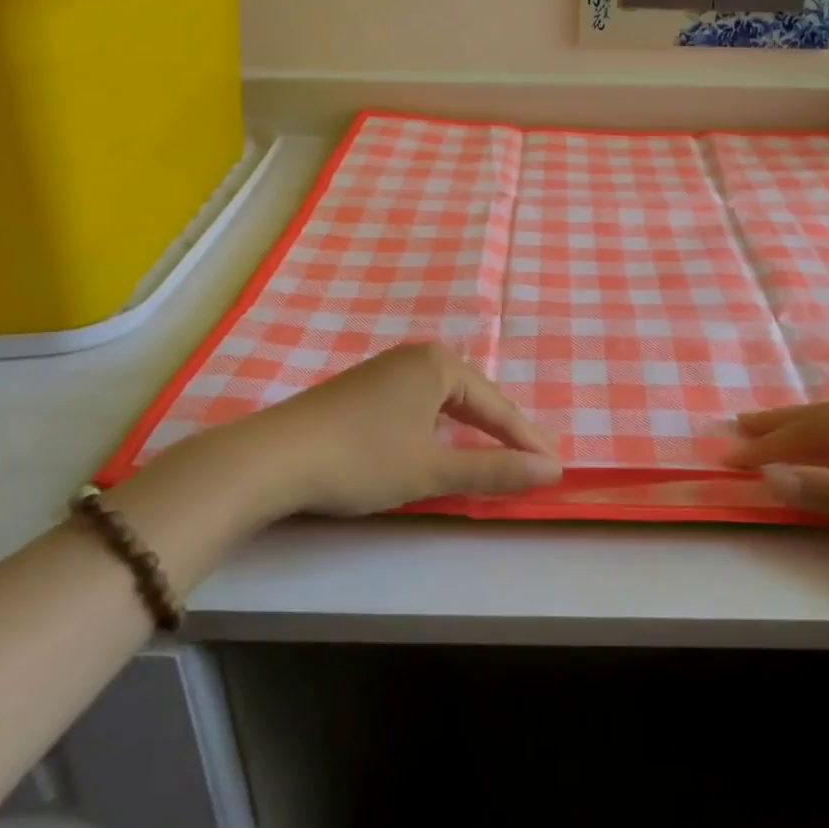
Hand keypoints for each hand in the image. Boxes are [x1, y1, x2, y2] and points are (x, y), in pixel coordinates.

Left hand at [257, 343, 562, 516]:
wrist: (273, 458)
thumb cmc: (361, 459)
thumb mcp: (432, 469)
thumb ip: (493, 469)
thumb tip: (551, 471)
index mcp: (439, 364)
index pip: (497, 406)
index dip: (526, 441)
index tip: (555, 468)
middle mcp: (416, 356)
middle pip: (474, 397)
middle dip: (503, 431)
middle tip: (532, 462)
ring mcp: (387, 369)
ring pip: (446, 400)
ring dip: (472, 428)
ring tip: (497, 453)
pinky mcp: (365, 388)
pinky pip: (421, 403)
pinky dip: (441, 425)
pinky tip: (441, 441)